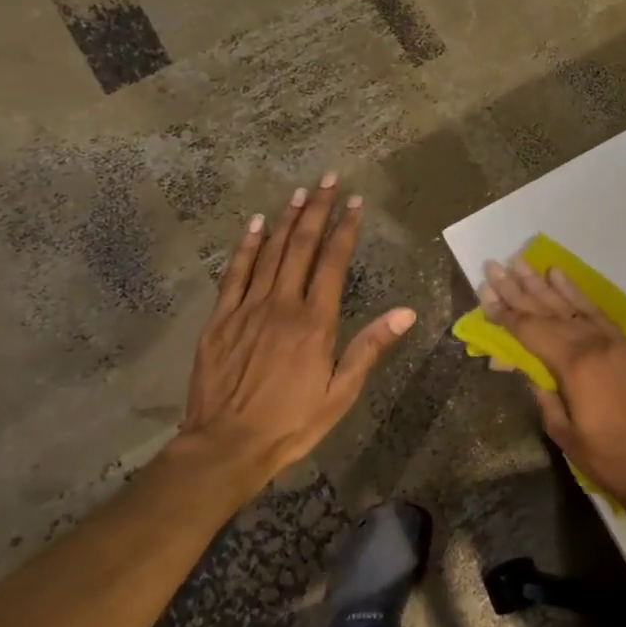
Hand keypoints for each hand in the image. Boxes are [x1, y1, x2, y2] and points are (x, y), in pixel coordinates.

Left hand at [173, 174, 415, 493]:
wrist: (225, 447)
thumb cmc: (292, 422)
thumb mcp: (341, 392)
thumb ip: (370, 347)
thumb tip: (406, 312)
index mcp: (315, 321)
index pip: (333, 261)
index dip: (345, 228)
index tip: (355, 202)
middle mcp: (282, 305)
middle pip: (301, 246)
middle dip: (316, 210)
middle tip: (326, 179)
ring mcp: (247, 309)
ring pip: (269, 253)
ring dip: (285, 219)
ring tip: (298, 192)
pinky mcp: (220, 320)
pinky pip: (234, 274)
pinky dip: (245, 246)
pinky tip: (254, 225)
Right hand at [481, 260, 625, 514]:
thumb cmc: (605, 456)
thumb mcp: (562, 430)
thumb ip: (541, 392)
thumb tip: (521, 366)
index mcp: (573, 365)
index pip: (530, 331)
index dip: (505, 314)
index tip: (484, 293)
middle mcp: (592, 342)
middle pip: (546, 311)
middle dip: (517, 289)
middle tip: (493, 266)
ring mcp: (612, 339)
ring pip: (570, 304)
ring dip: (542, 283)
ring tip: (520, 262)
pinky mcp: (625, 343)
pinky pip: (595, 310)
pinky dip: (576, 292)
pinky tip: (559, 275)